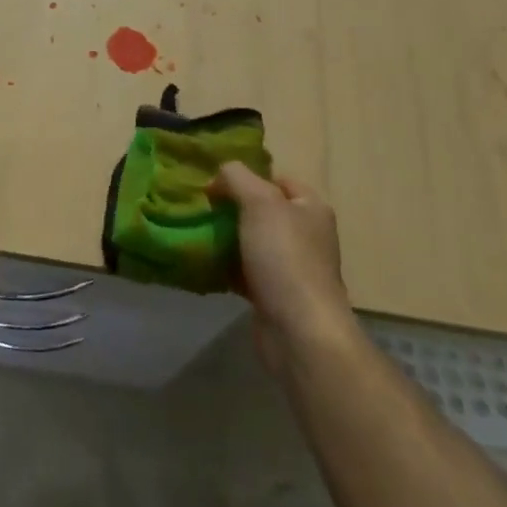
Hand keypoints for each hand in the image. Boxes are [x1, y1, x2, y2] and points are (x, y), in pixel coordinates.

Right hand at [214, 163, 351, 370]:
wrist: (298, 330)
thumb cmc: (284, 257)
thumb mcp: (259, 202)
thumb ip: (237, 177)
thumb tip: (219, 176)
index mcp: (310, 208)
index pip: (277, 179)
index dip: (247, 177)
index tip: (214, 184)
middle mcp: (306, 234)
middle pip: (262, 210)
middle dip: (231, 208)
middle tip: (200, 208)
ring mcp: (291, 266)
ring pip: (250, 241)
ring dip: (225, 238)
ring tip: (195, 232)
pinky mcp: (274, 294)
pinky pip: (245, 271)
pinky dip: (226, 267)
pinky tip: (203, 264)